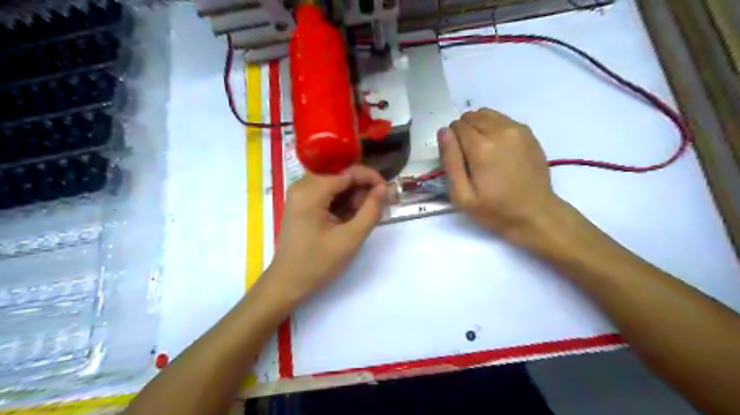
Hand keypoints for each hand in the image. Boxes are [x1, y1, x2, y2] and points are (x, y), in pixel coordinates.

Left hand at [268, 166, 387, 304]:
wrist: (288, 283)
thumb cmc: (318, 263)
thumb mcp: (350, 238)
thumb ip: (371, 211)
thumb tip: (384, 188)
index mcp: (310, 192)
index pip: (347, 172)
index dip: (371, 179)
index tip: (387, 194)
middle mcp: (302, 186)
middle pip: (341, 174)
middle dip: (362, 188)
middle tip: (376, 208)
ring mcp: (300, 194)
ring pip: (336, 183)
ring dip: (353, 196)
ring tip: (362, 218)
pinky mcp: (302, 203)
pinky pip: (328, 193)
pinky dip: (343, 203)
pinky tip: (350, 219)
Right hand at [438, 109, 560, 239]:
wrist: (535, 213)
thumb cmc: (494, 209)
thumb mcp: (462, 195)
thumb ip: (450, 160)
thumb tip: (443, 131)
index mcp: (481, 147)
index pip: (456, 126)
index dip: (452, 142)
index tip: (458, 160)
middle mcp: (500, 131)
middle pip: (471, 116)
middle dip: (464, 132)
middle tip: (469, 157)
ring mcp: (517, 129)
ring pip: (486, 114)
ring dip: (479, 127)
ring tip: (483, 151)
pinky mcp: (528, 132)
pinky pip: (502, 119)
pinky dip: (494, 128)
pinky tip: (498, 149)